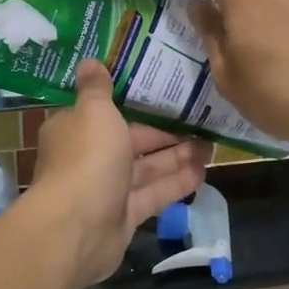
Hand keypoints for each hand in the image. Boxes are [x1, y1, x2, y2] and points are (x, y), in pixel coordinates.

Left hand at [28, 61, 211, 288]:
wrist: (77, 228)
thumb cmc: (87, 159)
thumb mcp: (94, 112)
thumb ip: (97, 88)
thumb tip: (89, 61)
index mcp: (76, 129)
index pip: (108, 112)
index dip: (138, 105)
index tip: (168, 96)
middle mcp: (89, 158)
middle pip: (132, 142)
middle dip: (166, 134)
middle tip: (203, 123)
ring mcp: (106, 190)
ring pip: (146, 169)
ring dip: (177, 158)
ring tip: (211, 146)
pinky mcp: (123, 217)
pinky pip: (153, 195)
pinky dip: (176, 184)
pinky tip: (204, 173)